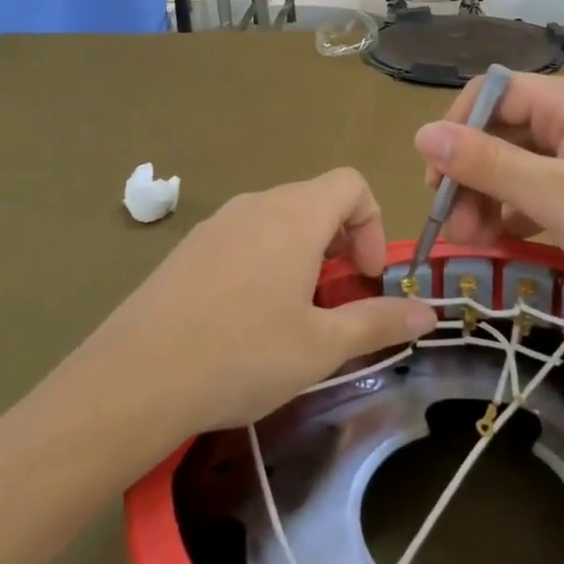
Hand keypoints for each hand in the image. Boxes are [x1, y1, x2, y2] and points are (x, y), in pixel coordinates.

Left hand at [81, 170, 435, 434]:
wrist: (133, 380)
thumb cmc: (242, 355)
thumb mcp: (322, 346)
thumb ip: (380, 322)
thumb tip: (430, 312)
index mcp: (293, 215)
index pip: (351, 184)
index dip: (372, 225)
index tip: (366, 278)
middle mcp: (254, 205)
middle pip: (315, 201)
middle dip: (340, 246)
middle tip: (336, 303)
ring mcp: (214, 225)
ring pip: (277, 222)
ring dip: (303, 257)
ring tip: (294, 316)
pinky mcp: (186, 251)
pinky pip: (242, 240)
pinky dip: (264, 264)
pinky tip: (246, 321)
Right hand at [413, 74, 563, 318]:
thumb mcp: (555, 197)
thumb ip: (488, 164)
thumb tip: (423, 134)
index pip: (490, 95)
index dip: (455, 133)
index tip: (437, 184)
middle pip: (499, 131)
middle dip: (470, 176)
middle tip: (454, 228)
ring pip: (515, 163)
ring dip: (487, 198)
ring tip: (473, 242)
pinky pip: (537, 186)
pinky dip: (514, 210)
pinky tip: (500, 239)